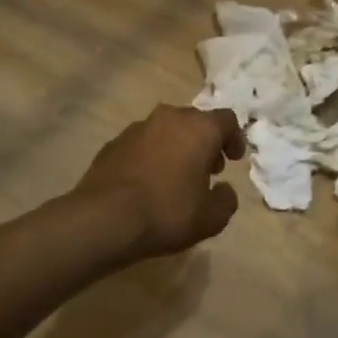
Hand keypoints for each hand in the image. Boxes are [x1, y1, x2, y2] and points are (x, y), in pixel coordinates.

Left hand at [74, 105, 246, 256]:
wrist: (103, 219)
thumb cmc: (167, 212)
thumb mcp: (212, 218)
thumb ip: (226, 200)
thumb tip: (223, 189)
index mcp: (199, 128)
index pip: (227, 120)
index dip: (234, 138)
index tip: (234, 159)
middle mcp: (169, 118)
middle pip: (195, 121)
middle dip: (205, 143)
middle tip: (208, 169)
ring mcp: (137, 128)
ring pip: (167, 130)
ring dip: (177, 148)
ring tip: (176, 178)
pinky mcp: (112, 143)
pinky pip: (142, 144)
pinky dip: (151, 157)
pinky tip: (148, 183)